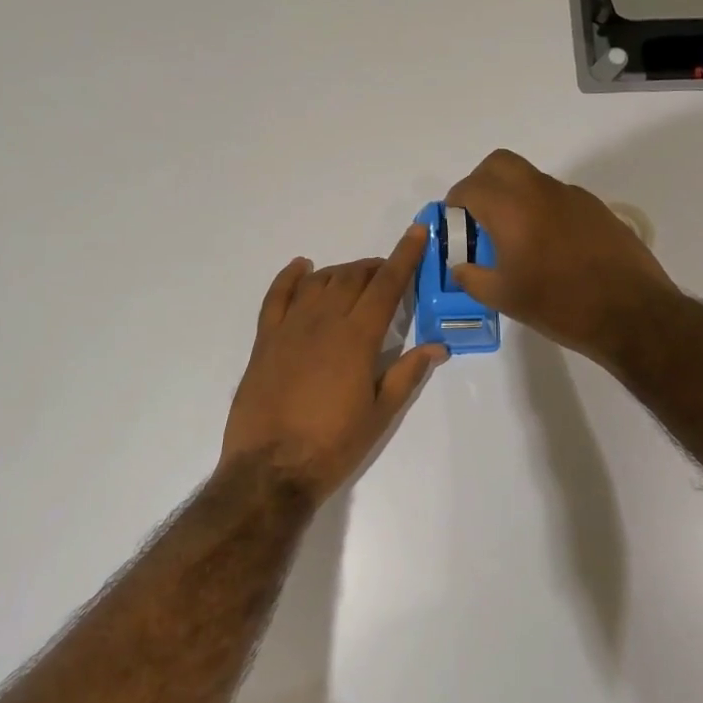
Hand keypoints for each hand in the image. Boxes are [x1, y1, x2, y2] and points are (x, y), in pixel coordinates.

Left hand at [220, 224, 446, 503]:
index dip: (404, 256)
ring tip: (354, 278)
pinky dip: (290, 276)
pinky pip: (277, 295)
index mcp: (357, 338)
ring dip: (341, 272)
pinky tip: (302, 267)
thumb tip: (437, 346)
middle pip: (353, 277)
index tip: (416, 232)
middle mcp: (324, 321)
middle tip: (388, 274)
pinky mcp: (265, 339)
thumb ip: (406, 374)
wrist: (270, 469)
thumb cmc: (333, 445)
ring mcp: (290, 327)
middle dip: (375, 267)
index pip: (387, 285)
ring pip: (320, 281)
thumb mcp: (380, 414)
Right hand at [446, 149, 675, 362]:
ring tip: (514, 238)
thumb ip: (473, 278)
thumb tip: (460, 267)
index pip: (471, 186)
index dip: (455, 202)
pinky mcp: (596, 208)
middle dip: (482, 183)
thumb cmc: (560, 305)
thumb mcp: (505, 298)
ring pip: (531, 179)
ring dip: (513, 196)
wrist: (632, 313)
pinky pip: (557, 196)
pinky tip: (549, 247)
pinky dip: (541, 209)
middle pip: (500, 164)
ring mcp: (573, 196)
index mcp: (512, 209)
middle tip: (479, 217)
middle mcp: (540, 191)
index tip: (454, 223)